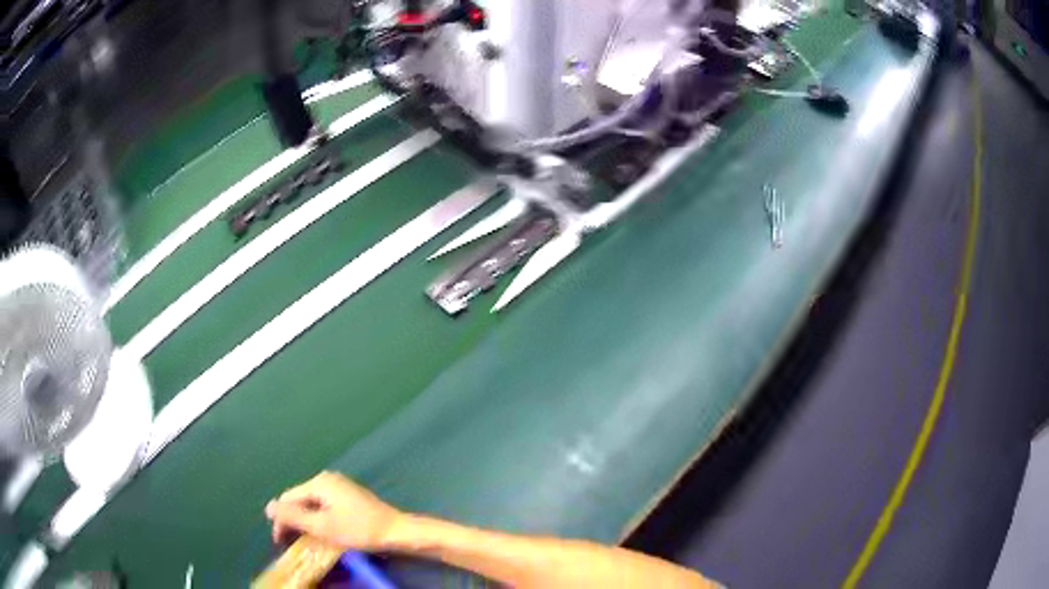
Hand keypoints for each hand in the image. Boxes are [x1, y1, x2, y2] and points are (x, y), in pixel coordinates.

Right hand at [265, 471, 403, 551]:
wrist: (396, 531)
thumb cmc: (359, 529)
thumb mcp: (322, 527)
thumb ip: (294, 517)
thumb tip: (268, 507)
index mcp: (319, 482)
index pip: (289, 499)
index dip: (281, 520)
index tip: (280, 542)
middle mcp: (327, 479)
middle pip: (300, 500)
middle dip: (293, 520)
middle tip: (290, 543)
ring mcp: (340, 486)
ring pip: (312, 504)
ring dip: (306, 521)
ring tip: (304, 540)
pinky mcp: (349, 496)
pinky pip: (324, 506)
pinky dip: (319, 519)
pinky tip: (321, 532)